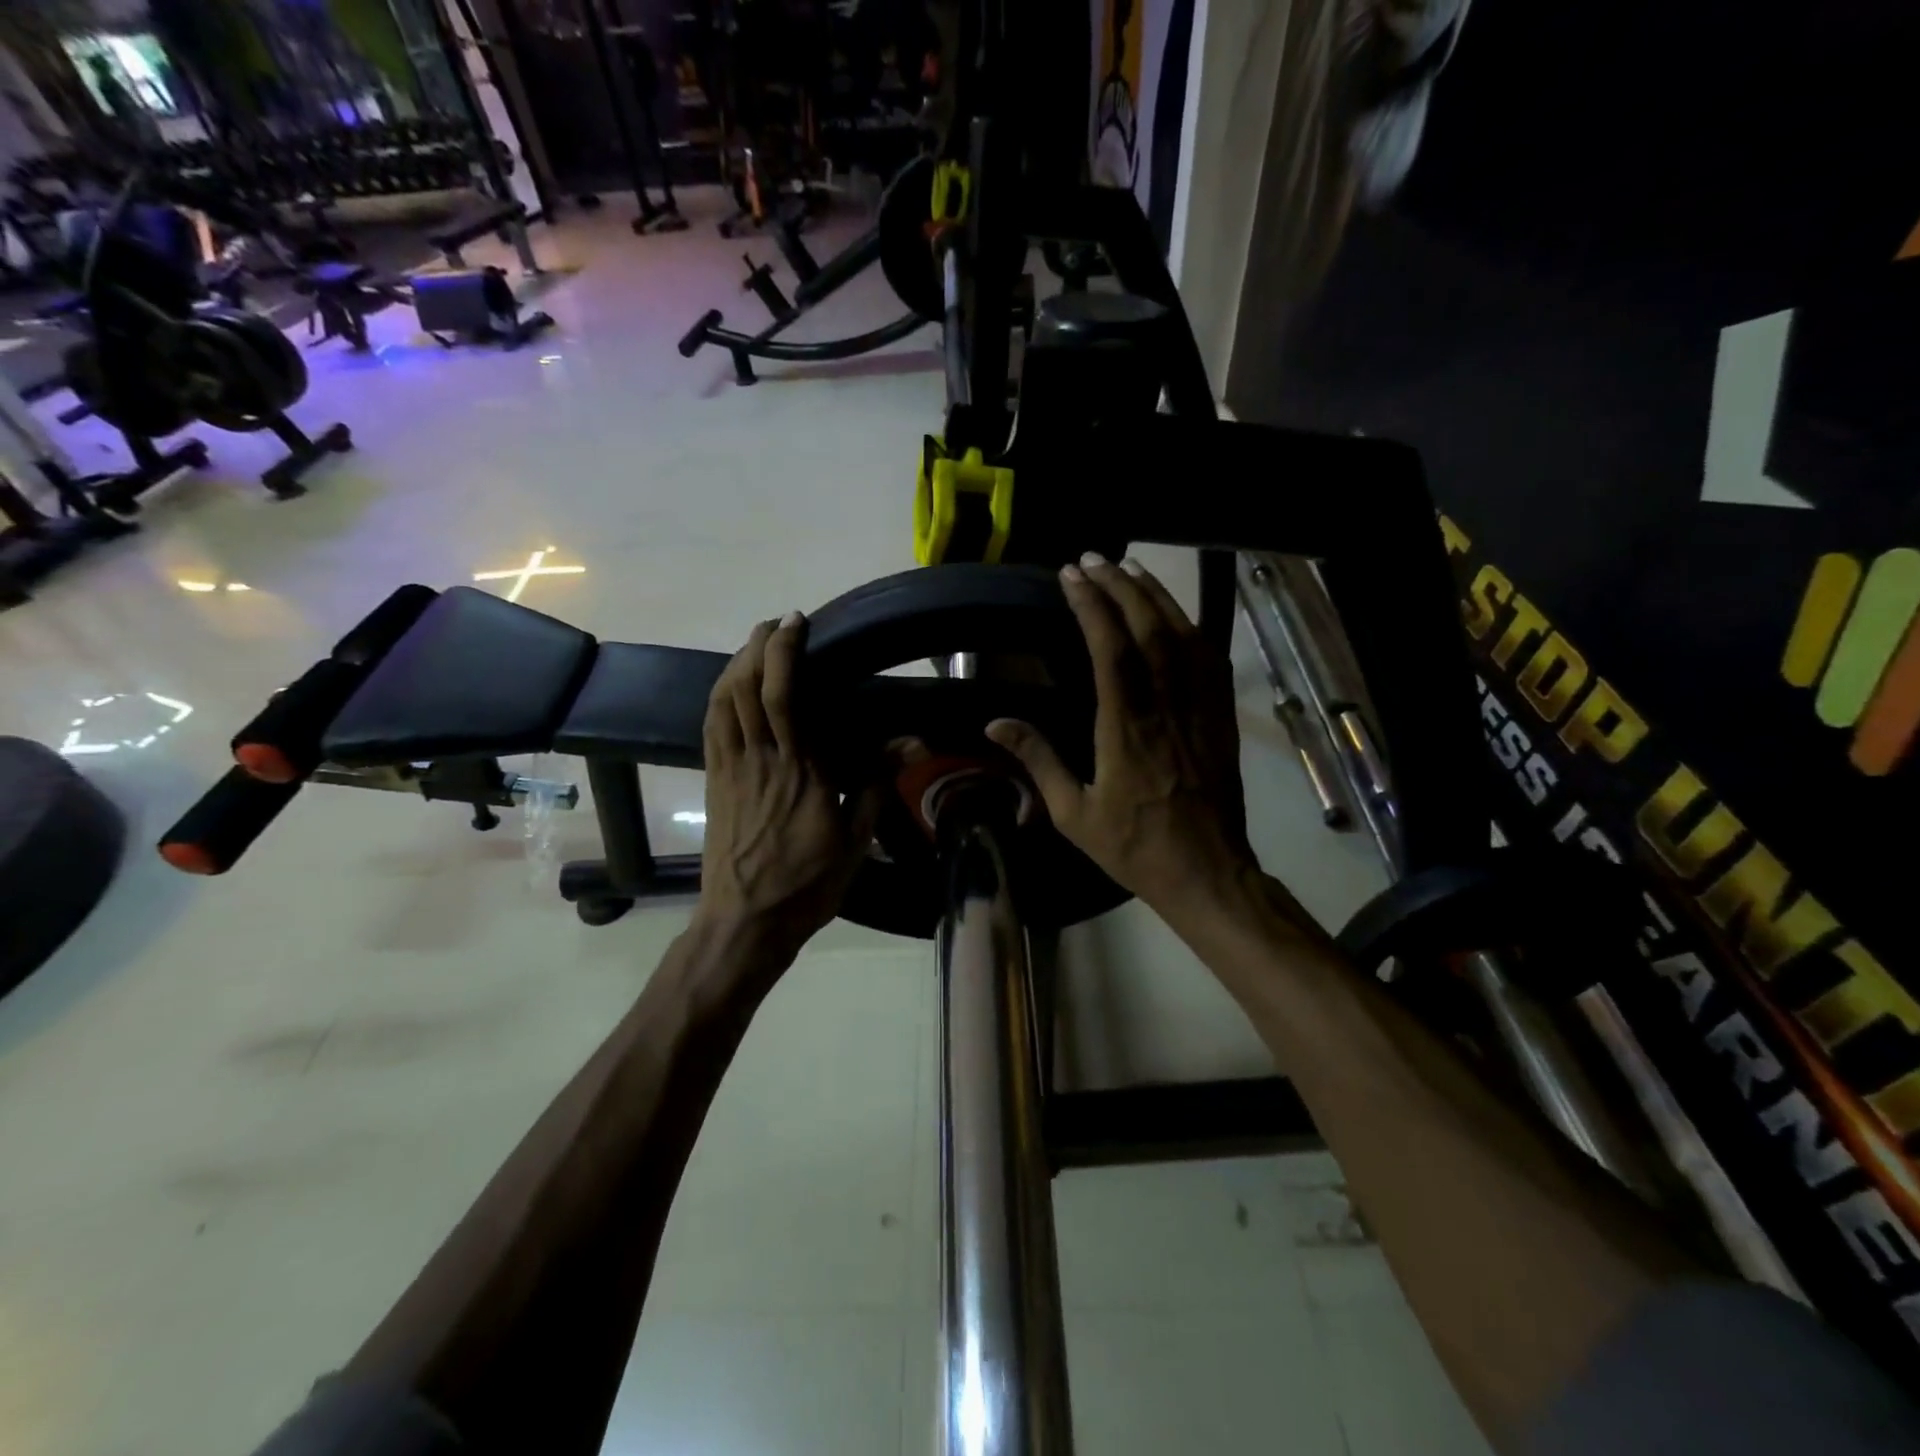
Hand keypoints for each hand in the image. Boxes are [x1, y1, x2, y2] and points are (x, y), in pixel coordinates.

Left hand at [696, 613, 876, 958]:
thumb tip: (912, 743)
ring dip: (735, 663)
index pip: (784, 695)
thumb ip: (877, 784)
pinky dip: (718, 695)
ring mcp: (730, 768)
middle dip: (758, 645)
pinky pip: (710, 726)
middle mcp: (760, 759)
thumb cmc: (807, 883)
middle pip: (747, 687)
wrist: (745, 921)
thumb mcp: (856, 840)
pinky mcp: (713, 781)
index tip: (797, 623)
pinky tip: (728, 686)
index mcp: (799, 770)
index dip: (785, 652)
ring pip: (723, 701)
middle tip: (776, 624)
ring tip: (753, 644)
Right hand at [985, 555, 1262, 930]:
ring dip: (1155, 596)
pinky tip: (1175, 614)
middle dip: (1119, 586)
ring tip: (1130, 569)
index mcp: (1126, 727)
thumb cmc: (1135, 846)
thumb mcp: (1073, 813)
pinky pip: (1209, 659)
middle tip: (1093, 559)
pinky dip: (1190, 626)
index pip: (1109, 648)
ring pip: (1181, 636)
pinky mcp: (1220, 717)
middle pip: (1146, 628)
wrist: (1207, 871)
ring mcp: (1200, 708)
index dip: (1091, 605)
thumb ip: (1038, 761)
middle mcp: (1165, 706)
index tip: (1070, 576)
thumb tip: (994, 723)